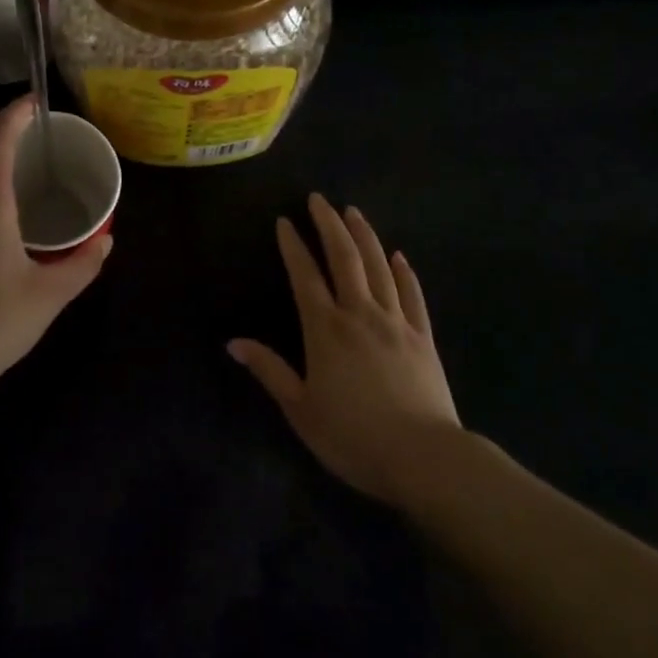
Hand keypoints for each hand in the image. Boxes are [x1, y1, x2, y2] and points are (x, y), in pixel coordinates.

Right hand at [228, 194, 459, 504]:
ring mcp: (396, 322)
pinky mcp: (423, 337)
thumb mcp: (301, 409)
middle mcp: (360, 313)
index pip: (304, 276)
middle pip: (344, 258)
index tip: (284, 221)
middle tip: (318, 199)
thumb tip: (233, 343)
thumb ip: (269, 371)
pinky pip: (413, 295)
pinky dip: (405, 272)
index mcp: (325, 329)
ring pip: (379, 267)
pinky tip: (399, 256)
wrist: (424, 457)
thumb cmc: (353, 436)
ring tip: (353, 212)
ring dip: (365, 236)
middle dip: (329, 225)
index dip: (292, 246)